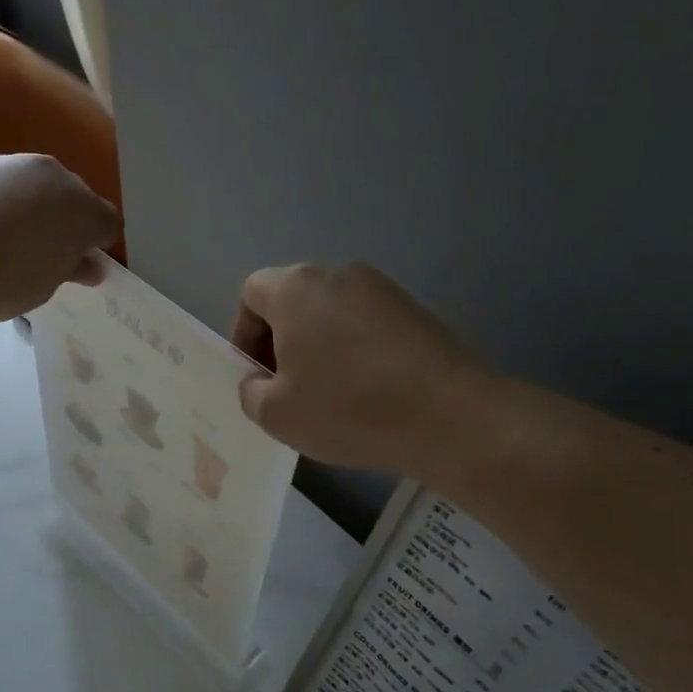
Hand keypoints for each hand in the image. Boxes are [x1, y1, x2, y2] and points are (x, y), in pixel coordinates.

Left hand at [0, 155, 120, 322]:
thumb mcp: (42, 287)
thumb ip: (69, 270)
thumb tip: (89, 266)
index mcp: (82, 210)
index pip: (107, 224)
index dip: (97, 246)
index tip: (79, 267)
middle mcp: (53, 176)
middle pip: (72, 198)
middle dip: (64, 222)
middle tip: (43, 256)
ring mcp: (10, 163)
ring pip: (33, 187)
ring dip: (29, 209)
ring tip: (2, 244)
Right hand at [232, 262, 480, 472]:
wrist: (448, 415)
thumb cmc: (346, 408)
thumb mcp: (276, 414)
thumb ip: (251, 391)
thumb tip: (260, 381)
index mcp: (296, 289)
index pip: (252, 293)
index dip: (244, 334)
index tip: (256, 375)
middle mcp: (338, 275)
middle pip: (294, 301)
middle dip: (281, 342)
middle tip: (288, 388)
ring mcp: (383, 290)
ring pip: (332, 314)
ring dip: (320, 347)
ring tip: (330, 395)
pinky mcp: (416, 311)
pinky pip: (368, 326)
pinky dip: (356, 352)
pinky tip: (368, 393)